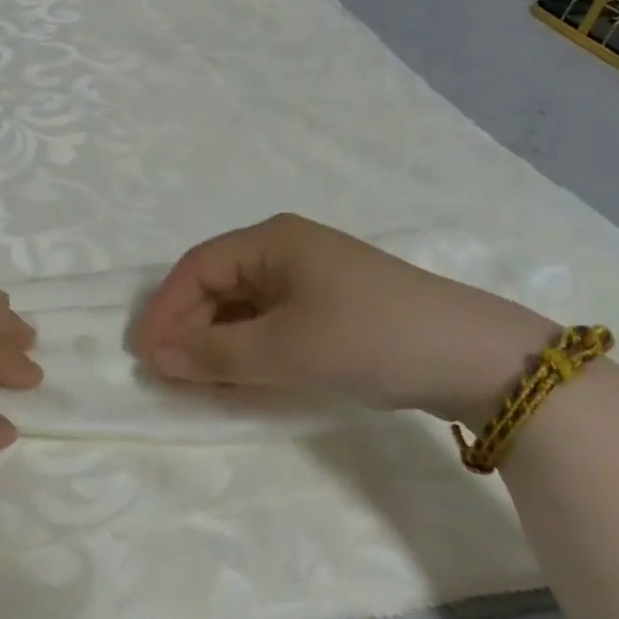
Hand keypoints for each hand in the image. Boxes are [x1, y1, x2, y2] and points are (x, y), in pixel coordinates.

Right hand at [130, 213, 556, 427]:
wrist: (475, 357)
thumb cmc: (368, 337)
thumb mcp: (285, 349)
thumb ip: (216, 354)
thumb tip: (157, 356)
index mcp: (271, 240)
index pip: (198, 267)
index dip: (165, 308)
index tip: (143, 353)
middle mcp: (286, 248)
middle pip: (219, 282)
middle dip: (190, 325)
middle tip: (167, 371)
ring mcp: (312, 275)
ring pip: (244, 302)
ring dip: (217, 338)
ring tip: (197, 378)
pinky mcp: (332, 303)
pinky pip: (272, 317)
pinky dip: (250, 344)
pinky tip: (241, 372)